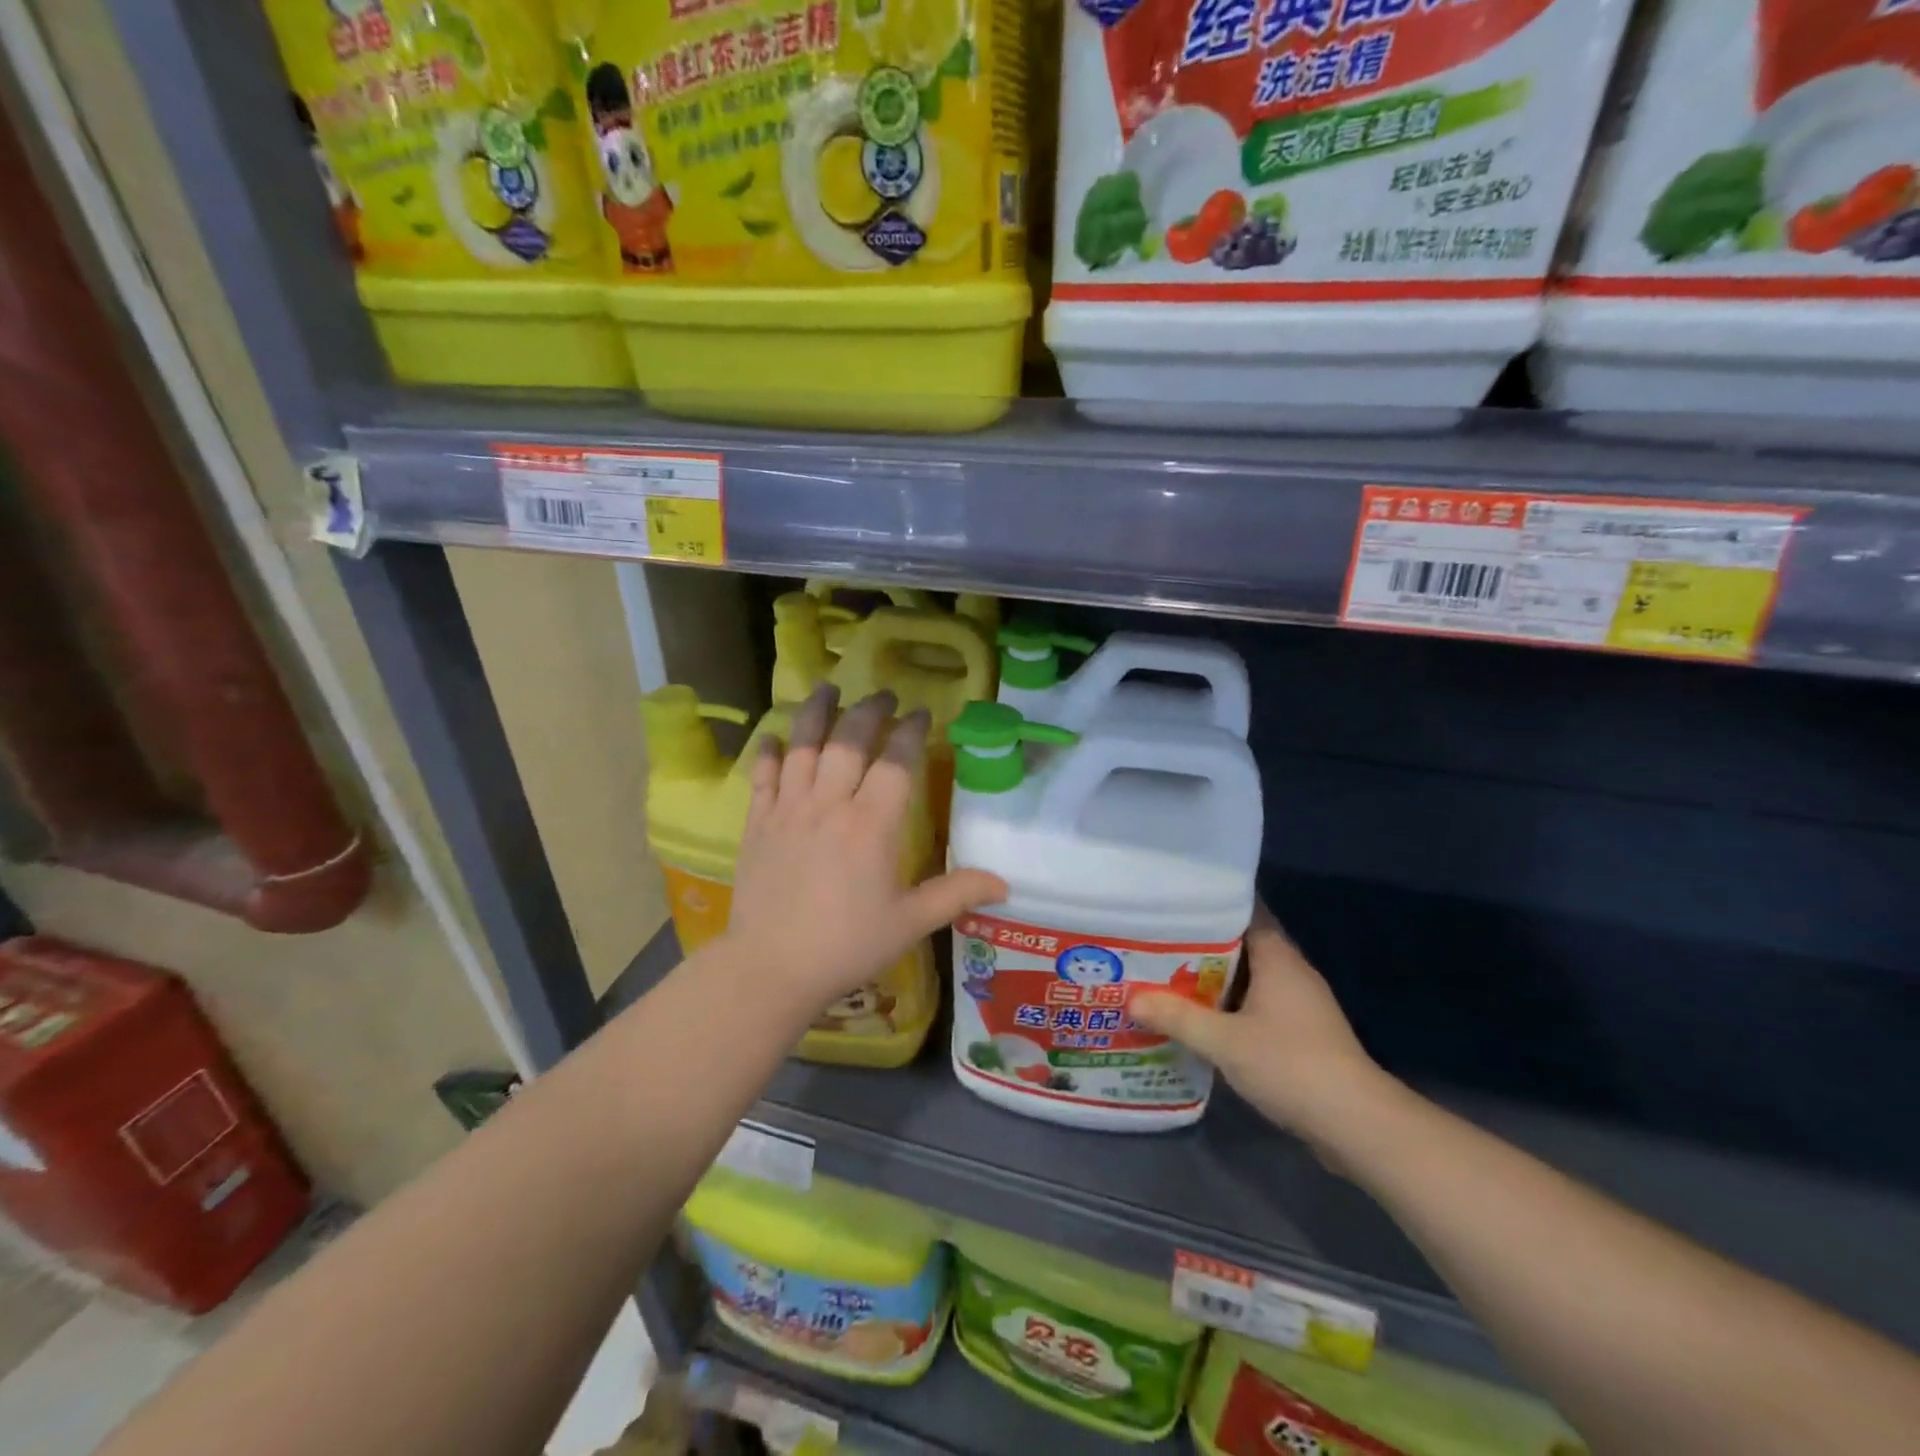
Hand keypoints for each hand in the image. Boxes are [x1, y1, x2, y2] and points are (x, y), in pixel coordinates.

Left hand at [726, 683, 1006, 1022]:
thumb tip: (1004, 883)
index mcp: (872, 825)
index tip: (921, 713)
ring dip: (817, 713)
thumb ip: (955, 894)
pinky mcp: (758, 823)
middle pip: (850, 741)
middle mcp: (830, 805)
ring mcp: (789, 810)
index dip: (910, 732)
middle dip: (869, 711)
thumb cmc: (847, 945)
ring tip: (827, 688)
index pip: (896, 761)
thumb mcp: (909, 923)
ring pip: (804, 747)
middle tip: (883, 696)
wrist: (771, 967)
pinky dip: (770, 753)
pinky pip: (763, 776)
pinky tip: (775, 737)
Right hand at [1131, 904, 1390, 1157]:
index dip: (1210, 902)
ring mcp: (1299, 1004)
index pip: (1244, 910)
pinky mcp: (1301, 1034)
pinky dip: (1227, 1006)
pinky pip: (1255, 1005)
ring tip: (1166, 974)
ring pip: (1247, 977)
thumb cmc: (1290, 1065)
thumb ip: (1177, 1017)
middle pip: (1241, 944)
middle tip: (1155, 939)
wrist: (1357, 1124)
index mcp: (1278, 957)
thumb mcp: (1224, 1041)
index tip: (1173, 901)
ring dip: (1212, 978)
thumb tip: (1131, 998)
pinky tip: (1198, 1017)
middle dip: (1200, 943)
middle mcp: (1291, 972)